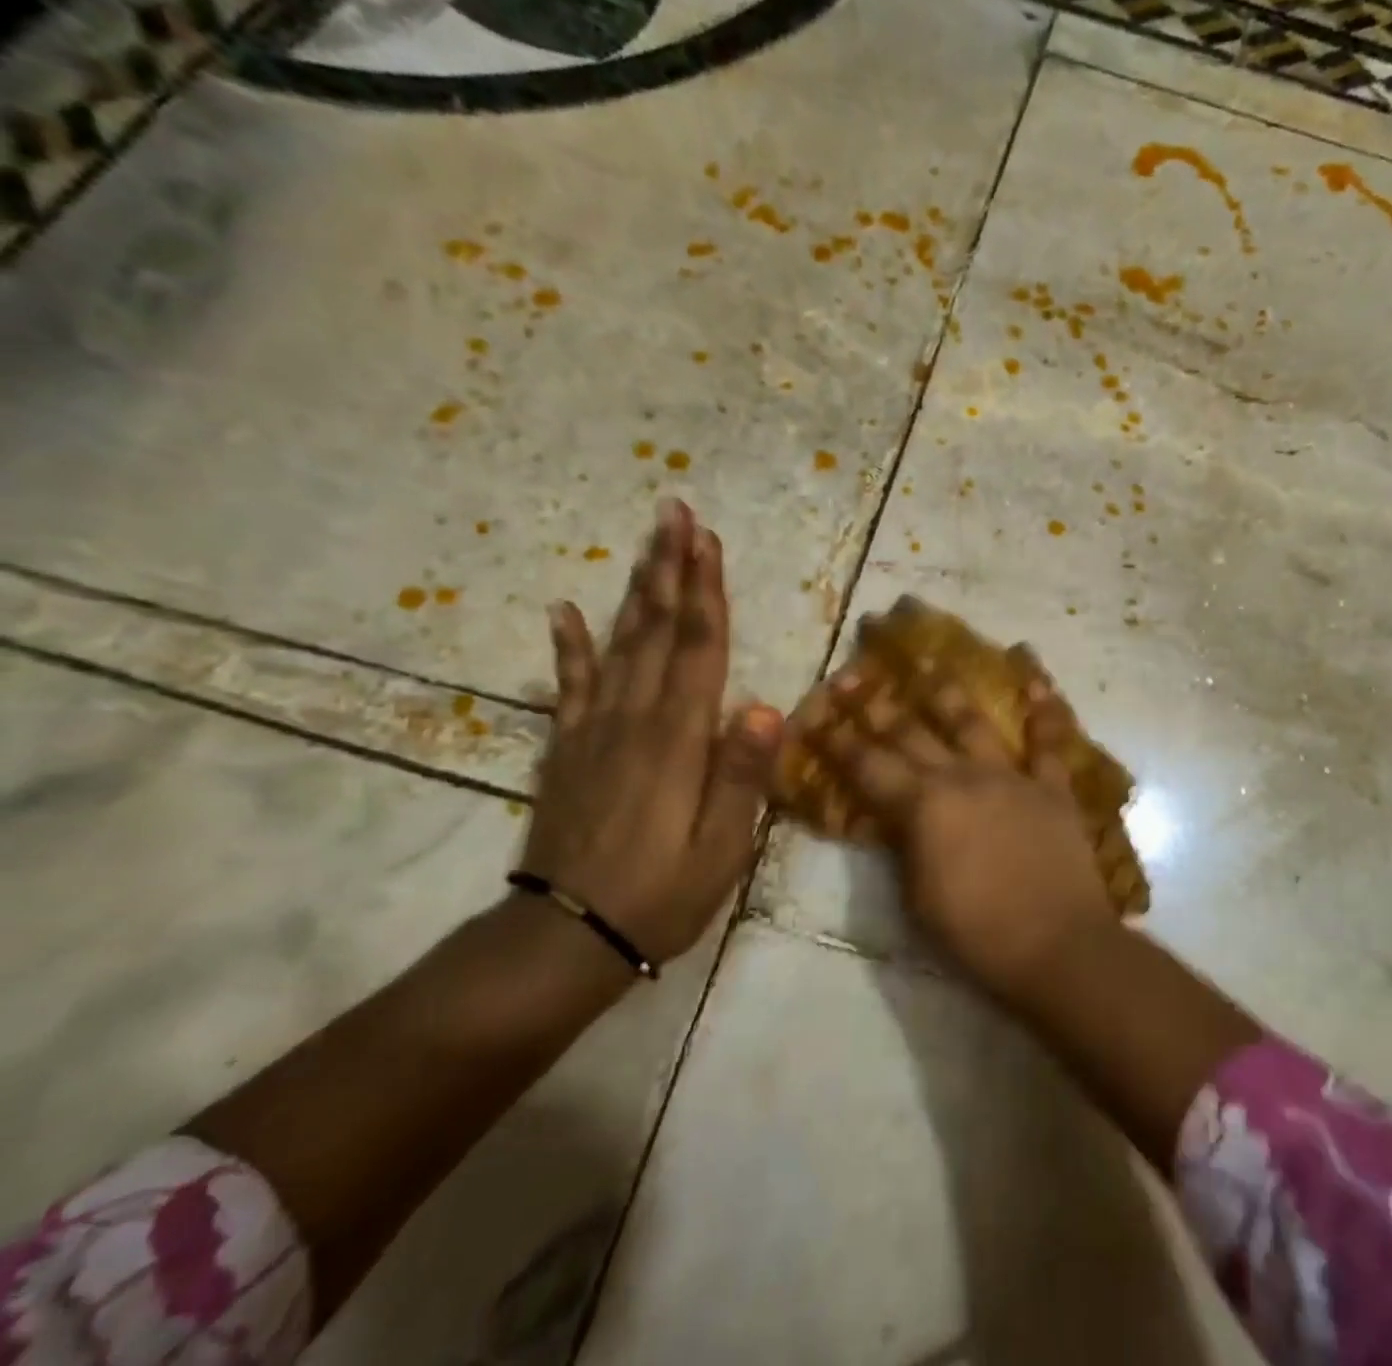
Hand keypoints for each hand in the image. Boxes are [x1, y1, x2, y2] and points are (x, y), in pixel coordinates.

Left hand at [519, 500, 782, 965]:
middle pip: (656, 629)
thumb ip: (742, 776)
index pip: (698, 648)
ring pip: (619, 644)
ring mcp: (594, 730)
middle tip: (674, 513)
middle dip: (669, 568)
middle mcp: (635, 719)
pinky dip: (568, 646)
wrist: (564, 939)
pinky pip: (570, 686)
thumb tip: (767, 707)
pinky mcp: (568, 749)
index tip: (707, 541)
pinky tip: (564, 609)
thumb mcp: (721, 849)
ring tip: (645, 544)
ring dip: (634, 590)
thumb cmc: (659, 896)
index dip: (705, 591)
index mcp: (679, 739)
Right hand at [795, 652, 1118, 1000]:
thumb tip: (893, 817)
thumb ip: (903, 846)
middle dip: (875, 704)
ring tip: (930, 660)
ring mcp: (1010, 776)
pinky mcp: (1051, 787)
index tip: (816, 714)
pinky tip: (1035, 677)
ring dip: (947, 690)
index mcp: (922, 806)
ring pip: (972, 722)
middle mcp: (961, 777)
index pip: (867, 765)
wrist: (1056, 946)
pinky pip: (1048, 740)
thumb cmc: (976, 933)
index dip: (837, 740)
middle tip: (853, 674)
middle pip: (910, 732)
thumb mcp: (917, 897)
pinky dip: (1043, 709)